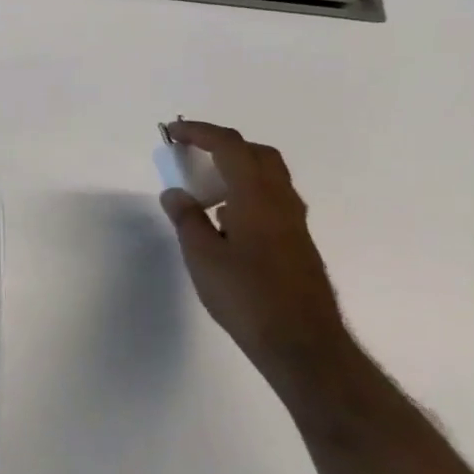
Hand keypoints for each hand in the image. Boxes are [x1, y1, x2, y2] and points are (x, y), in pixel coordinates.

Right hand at [159, 120, 353, 385]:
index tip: (173, 131)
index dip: (200, 132)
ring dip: (236, 168)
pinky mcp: (296, 241)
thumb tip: (175, 193)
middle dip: (222, 145)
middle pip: (256, 153)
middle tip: (191, 153)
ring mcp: (293, 221)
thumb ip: (187, 219)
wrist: (300, 341)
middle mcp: (281, 200)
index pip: (230, 147)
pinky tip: (225, 219)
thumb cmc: (246, 296)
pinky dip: (245, 191)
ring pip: (267, 176)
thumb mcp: (202, 257)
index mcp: (256, 196)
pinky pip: (270, 198)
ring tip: (203, 187)